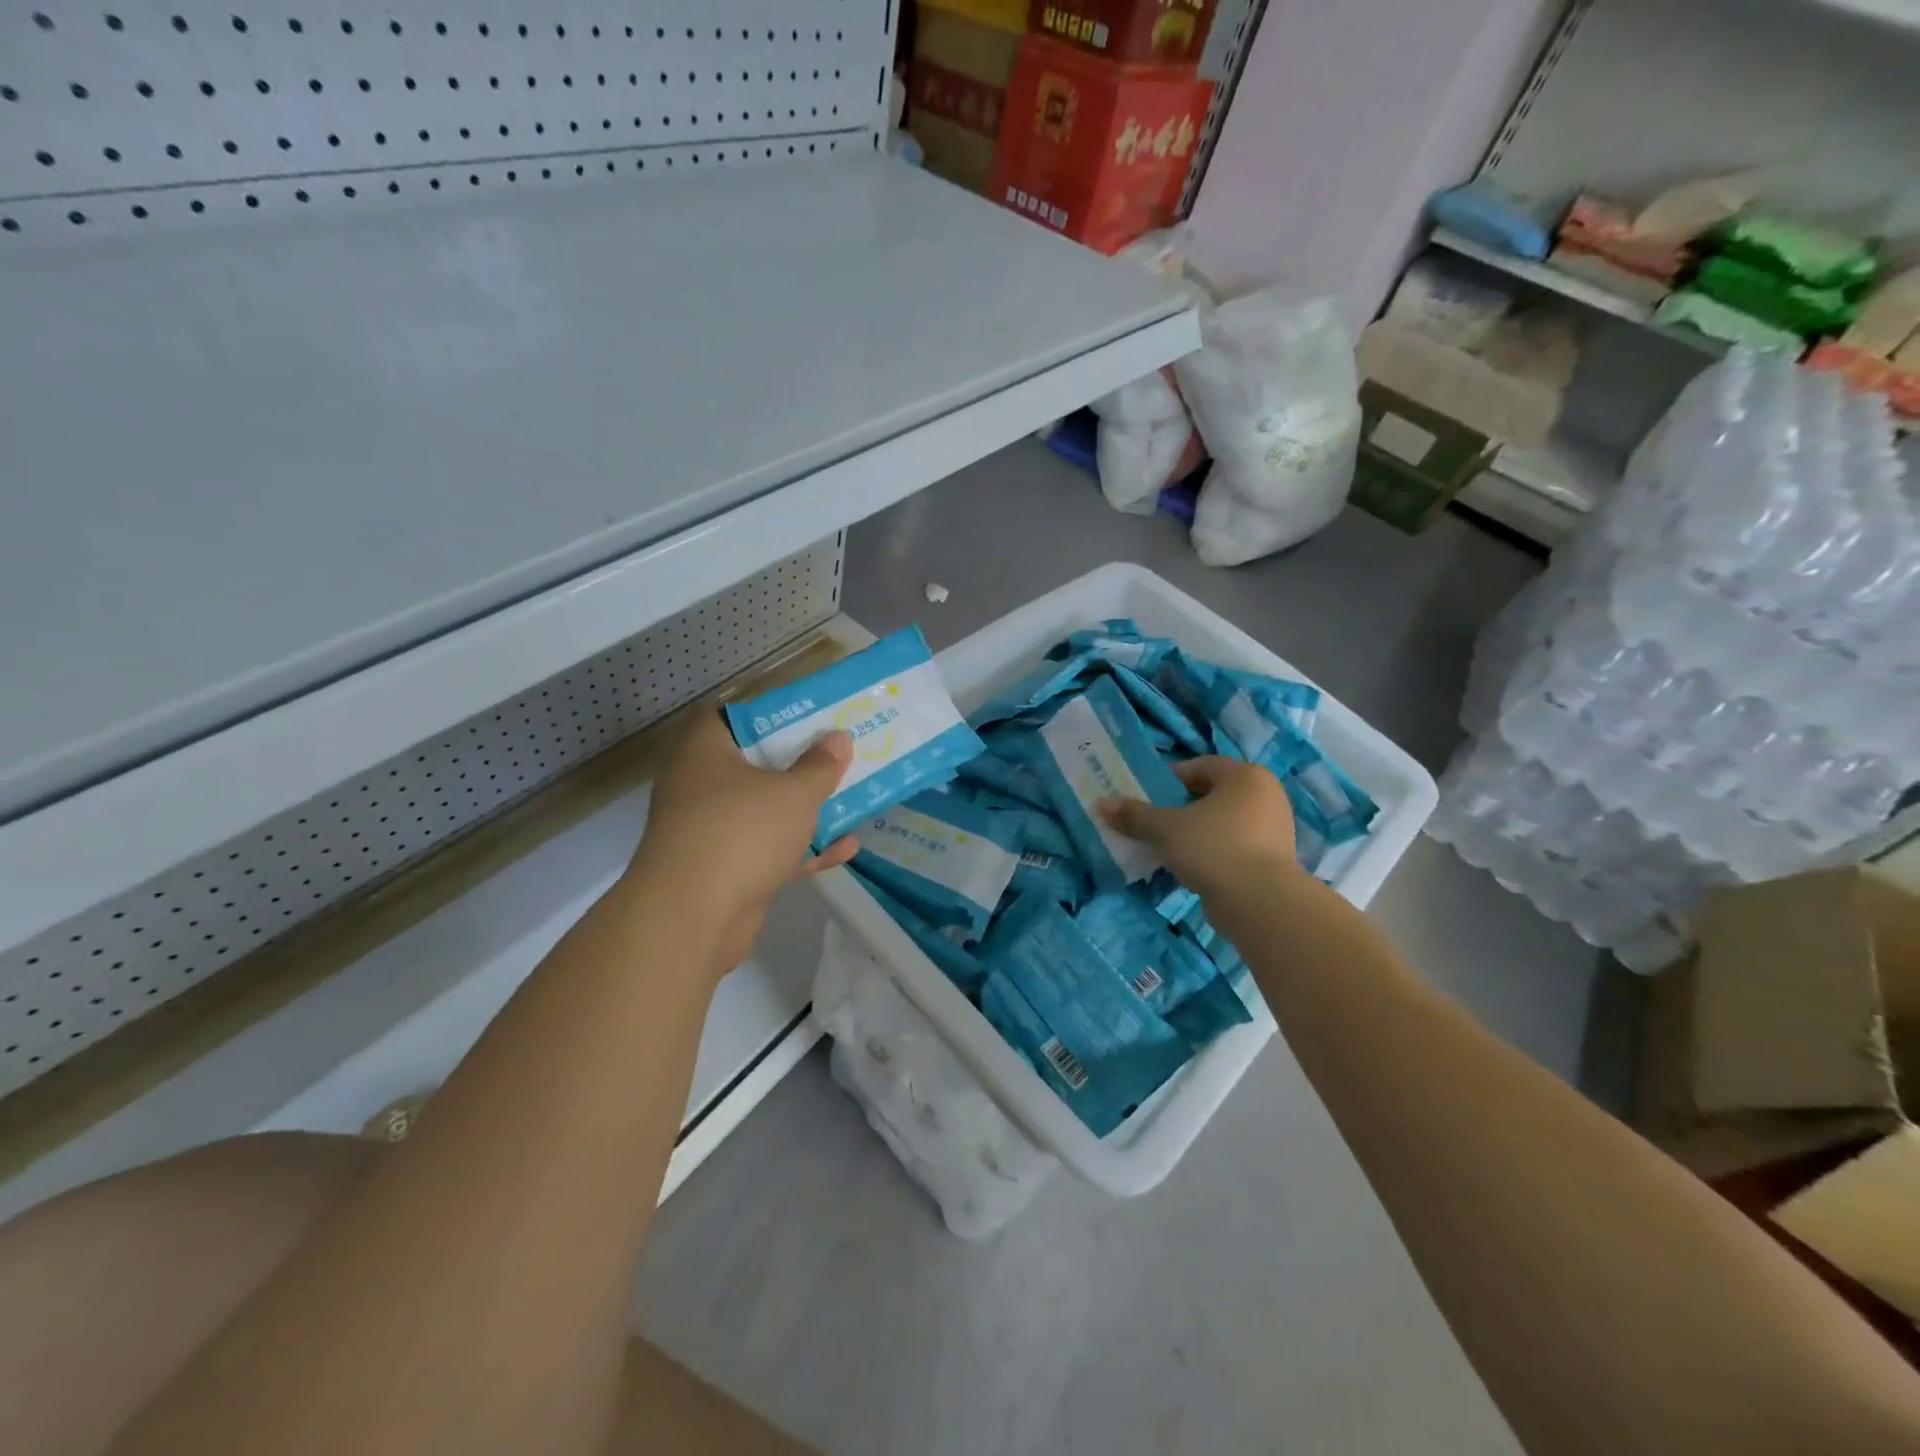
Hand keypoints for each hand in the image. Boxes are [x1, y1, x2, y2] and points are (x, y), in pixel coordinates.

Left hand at [627, 709, 858, 973]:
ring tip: (851, 795)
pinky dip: (803, 848)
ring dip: (804, 807)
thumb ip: (819, 766)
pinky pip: (769, 850)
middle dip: (797, 762)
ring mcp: (712, 831)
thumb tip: (837, 739)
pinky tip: (847, 847)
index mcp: (705, 752)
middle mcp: (701, 786)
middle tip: (837, 752)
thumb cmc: (742, 832)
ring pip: (764, 810)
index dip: (767, 712)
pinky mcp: (726, 870)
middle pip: (753, 764)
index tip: (805, 715)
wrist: (693, 918)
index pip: (728, 716)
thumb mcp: (793, 793)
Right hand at [1097, 756, 1300, 902]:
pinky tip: (1192, 867)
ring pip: (1224, 822)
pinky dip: (1213, 851)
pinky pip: (1235, 846)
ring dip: (1197, 831)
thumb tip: (1100, 803)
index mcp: (1246, 776)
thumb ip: (1135, 815)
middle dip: (1182, 806)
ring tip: (1169, 846)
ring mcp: (1274, 829)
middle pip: (1213, 794)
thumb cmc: (1213, 848)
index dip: (1171, 778)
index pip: (1201, 766)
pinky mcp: (1273, 860)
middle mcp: (1266, 796)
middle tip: (1155, 820)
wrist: (1259, 902)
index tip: (1148, 795)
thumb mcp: (1166, 828)